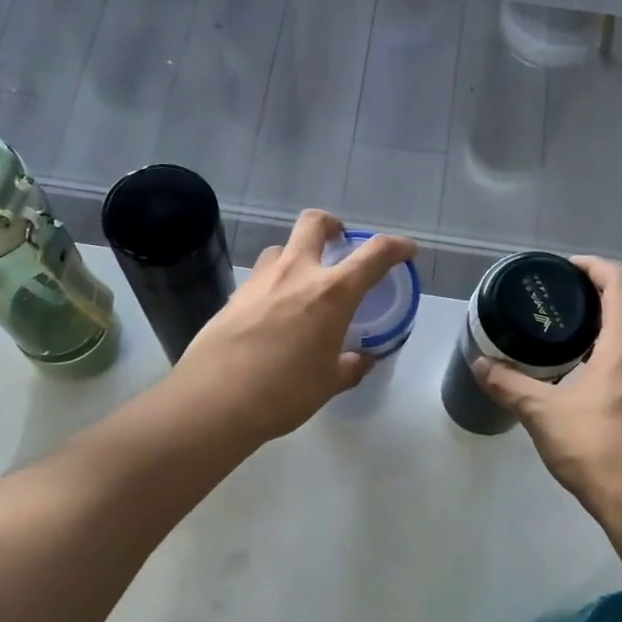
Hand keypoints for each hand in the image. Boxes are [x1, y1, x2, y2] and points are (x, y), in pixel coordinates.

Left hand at [172, 210, 415, 443]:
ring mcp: (259, 280)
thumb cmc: (284, 392)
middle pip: (315, 223)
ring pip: (281, 248)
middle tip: (339, 243)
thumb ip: (350, 366)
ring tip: (301, 284)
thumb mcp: (328, 383)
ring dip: (297, 255)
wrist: (215, 399)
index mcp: (332, 292)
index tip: (406, 250)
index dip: (396, 247)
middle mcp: (296, 273)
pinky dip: (273, 284)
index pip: (374, 254)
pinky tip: (271, 314)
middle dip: (332, 225)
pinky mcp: (233, 295)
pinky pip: (259, 277)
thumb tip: (361, 359)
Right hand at [474, 257, 621, 524]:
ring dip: (605, 330)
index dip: (595, 267)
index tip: (566, 268)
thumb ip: (510, 385)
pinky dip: (611, 357)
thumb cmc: (596, 446)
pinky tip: (581, 378)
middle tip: (558, 304)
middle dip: (597, 298)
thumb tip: (479, 364)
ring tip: (564, 339)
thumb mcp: (543, 413)